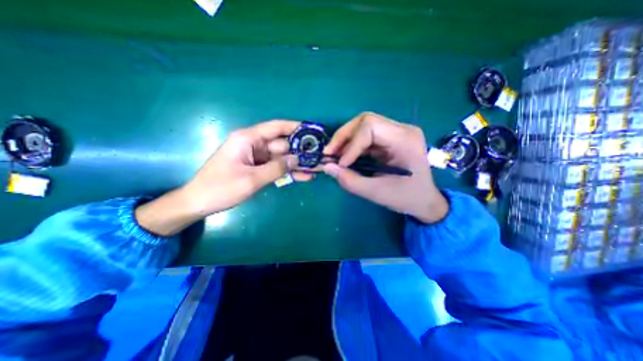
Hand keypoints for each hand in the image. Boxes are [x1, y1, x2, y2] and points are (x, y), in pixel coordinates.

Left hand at [136, 121, 308, 235]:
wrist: (199, 203)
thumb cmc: (221, 188)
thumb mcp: (251, 179)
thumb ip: (276, 168)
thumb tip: (296, 159)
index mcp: (248, 139)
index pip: (275, 127)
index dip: (294, 127)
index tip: (311, 130)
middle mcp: (254, 145)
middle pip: (282, 144)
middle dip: (300, 150)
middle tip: (319, 156)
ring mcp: (257, 157)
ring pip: (282, 157)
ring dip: (297, 164)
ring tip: (316, 168)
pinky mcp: (258, 168)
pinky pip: (276, 167)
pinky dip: (288, 172)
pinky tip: (304, 176)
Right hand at [325, 112, 447, 222]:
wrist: (425, 201)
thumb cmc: (406, 198)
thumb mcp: (376, 193)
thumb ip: (350, 181)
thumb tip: (327, 167)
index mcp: (405, 139)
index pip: (370, 127)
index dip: (351, 145)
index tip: (341, 164)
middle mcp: (402, 129)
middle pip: (365, 120)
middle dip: (344, 136)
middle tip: (329, 153)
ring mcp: (397, 132)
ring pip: (364, 126)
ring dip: (346, 140)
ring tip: (334, 155)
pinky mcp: (390, 139)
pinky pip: (367, 136)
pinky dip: (353, 145)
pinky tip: (345, 156)